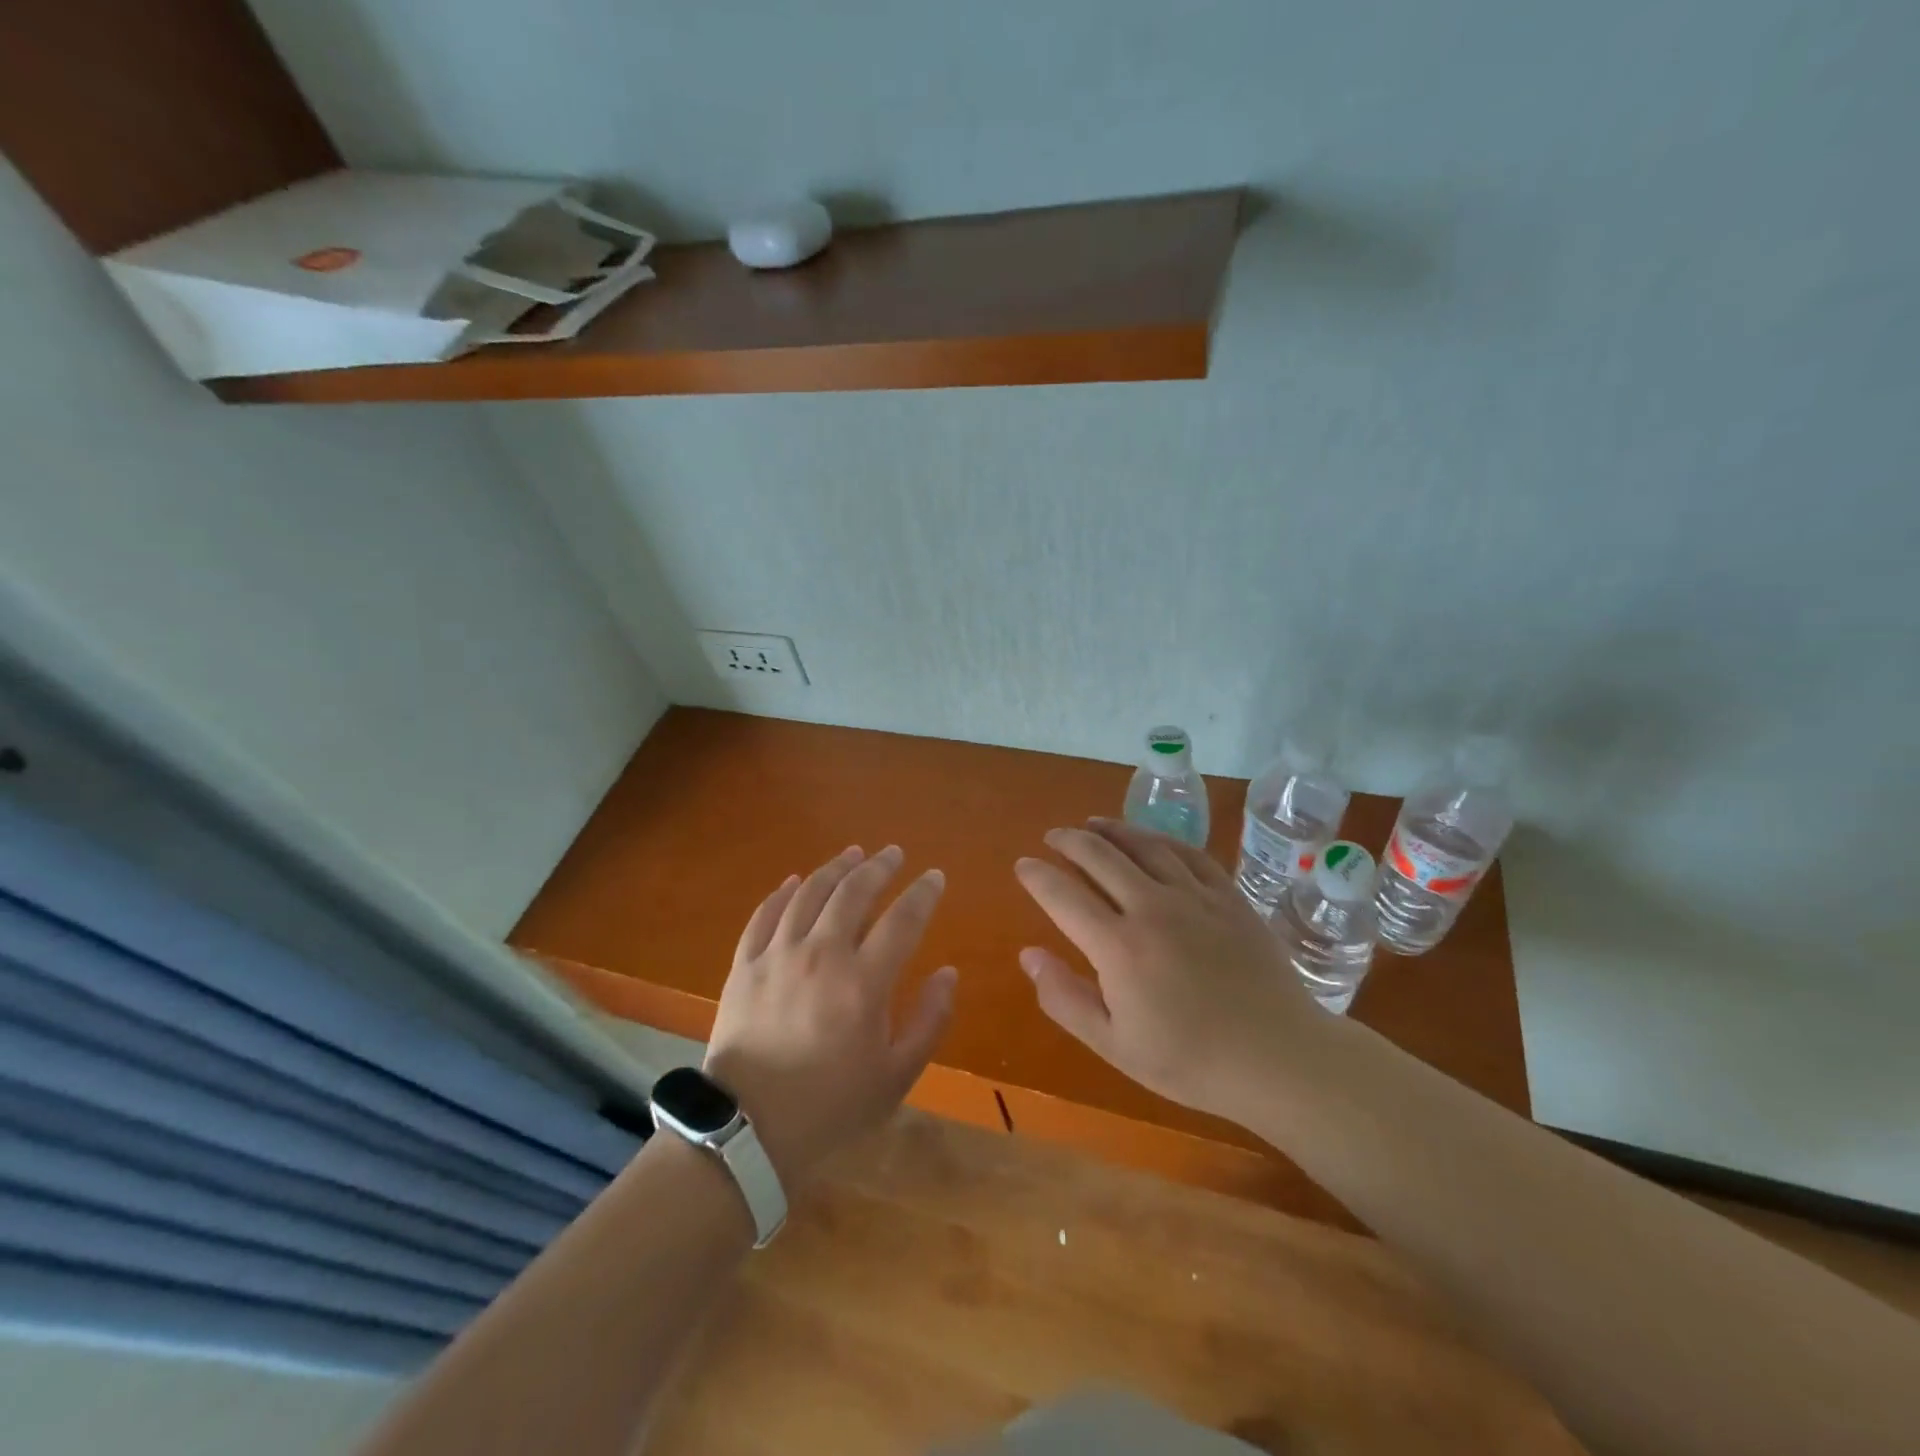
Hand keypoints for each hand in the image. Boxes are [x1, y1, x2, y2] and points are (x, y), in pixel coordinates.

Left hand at [705, 845, 956, 1188]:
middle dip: (879, 867)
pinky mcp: (745, 965)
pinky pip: (765, 915)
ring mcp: (778, 956)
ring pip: (809, 893)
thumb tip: (948, 973)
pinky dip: (783, 893)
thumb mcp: (896, 1076)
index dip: (923, 893)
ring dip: (835, 868)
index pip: (903, 920)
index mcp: (864, 983)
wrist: (747, 1131)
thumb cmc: (831, 1107)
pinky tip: (795, 881)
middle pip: (854, 892)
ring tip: (853, 854)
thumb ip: (930, 1021)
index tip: (934, 876)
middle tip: (894, 853)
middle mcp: (821, 955)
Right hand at [1014, 819, 1327, 1118]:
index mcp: (1118, 946)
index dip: (1037, 876)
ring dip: (1112, 830)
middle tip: (1053, 836)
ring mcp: (1195, 897)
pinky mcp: (1229, 896)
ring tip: (1093, 824)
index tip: (1023, 865)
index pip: (1063, 895)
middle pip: (1100, 856)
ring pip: (1144, 845)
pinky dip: (1162, 840)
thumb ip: (1065, 998)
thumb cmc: (1190, 1061)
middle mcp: (1152, 908)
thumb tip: (1028, 954)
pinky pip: (1189, 853)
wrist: (1279, 1058)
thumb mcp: (1114, 1045)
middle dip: (1069, 841)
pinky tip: (1152, 840)